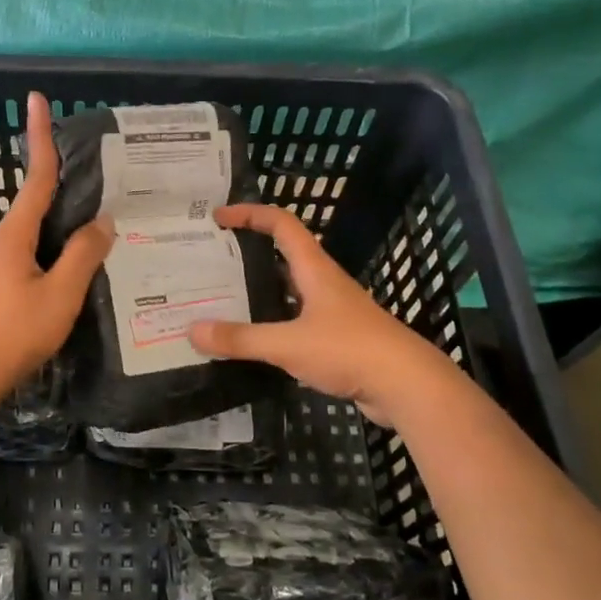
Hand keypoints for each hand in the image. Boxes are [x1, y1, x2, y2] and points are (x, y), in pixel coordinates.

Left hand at [0, 92, 113, 398]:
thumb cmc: (12, 332)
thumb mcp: (59, 295)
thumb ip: (83, 256)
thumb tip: (103, 221)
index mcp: (16, 233)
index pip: (37, 176)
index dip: (39, 136)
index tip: (36, 99)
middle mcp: (5, 239)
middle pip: (38, 198)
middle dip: (63, 175)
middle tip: (100, 165)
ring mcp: (1, 262)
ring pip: (40, 228)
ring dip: (65, 214)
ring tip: (102, 212)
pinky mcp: (3, 283)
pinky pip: (38, 250)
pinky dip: (60, 243)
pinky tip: (82, 258)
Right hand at [189, 204, 454, 424]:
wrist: (408, 386)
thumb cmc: (349, 350)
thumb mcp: (288, 344)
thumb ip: (241, 339)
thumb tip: (192, 331)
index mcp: (314, 269)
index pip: (281, 223)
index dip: (250, 213)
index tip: (218, 216)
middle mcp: (323, 282)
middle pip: (283, 253)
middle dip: (248, 250)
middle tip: (211, 259)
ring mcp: (333, 310)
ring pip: (289, 289)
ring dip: (260, 288)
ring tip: (223, 297)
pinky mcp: (338, 338)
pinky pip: (297, 319)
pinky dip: (273, 321)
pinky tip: (254, 338)